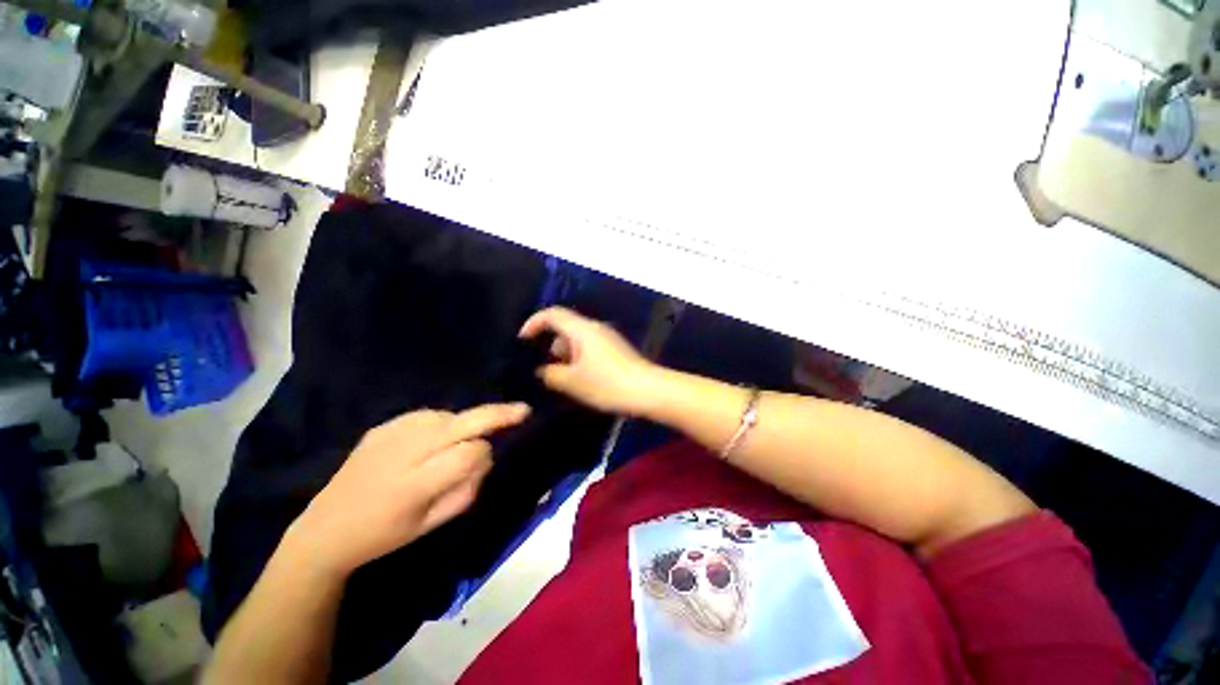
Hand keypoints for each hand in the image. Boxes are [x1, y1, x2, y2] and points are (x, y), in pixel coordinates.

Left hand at [285, 403, 530, 577]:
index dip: (487, 453)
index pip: (472, 452)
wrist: (326, 529)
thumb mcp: (432, 524)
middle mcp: (408, 450)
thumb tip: (487, 455)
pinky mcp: (383, 425)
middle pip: (465, 422)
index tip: (489, 459)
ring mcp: (393, 432)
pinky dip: (442, 422)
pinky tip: (435, 437)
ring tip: (461, 438)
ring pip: (449, 415)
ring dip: (464, 423)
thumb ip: (467, 488)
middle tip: (522, 410)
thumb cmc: (385, 534)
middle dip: (498, 415)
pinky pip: (428, 415)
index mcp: (417, 483)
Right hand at [519, 307, 657, 415]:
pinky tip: (579, 380)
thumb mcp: (572, 382)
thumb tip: (542, 370)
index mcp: (582, 329)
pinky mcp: (615, 350)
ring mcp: (607, 338)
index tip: (522, 341)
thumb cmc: (607, 383)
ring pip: (577, 340)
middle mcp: (595, 328)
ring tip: (561, 379)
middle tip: (543, 368)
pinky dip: (578, 359)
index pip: (552, 314)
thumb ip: (551, 374)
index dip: (534, 323)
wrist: (648, 390)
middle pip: (565, 327)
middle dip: (549, 345)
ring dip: (565, 355)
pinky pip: (589, 348)